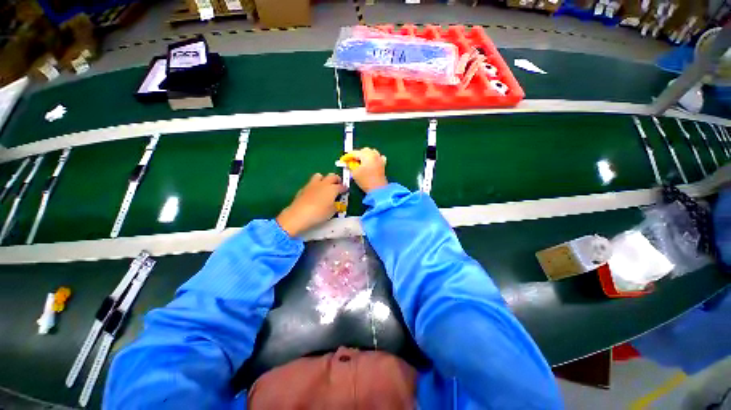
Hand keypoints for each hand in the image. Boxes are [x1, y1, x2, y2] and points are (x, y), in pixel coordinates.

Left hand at [276, 173, 346, 236]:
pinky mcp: (304, 188)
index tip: (346, 191)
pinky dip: (315, 186)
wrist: (298, 215)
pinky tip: (314, 194)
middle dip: (336, 180)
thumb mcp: (331, 212)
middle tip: (338, 185)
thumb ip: (335, 206)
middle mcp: (323, 183)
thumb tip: (335, 203)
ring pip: (320, 175)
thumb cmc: (319, 214)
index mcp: (332, 188)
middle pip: (332, 176)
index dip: (345, 188)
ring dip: (324, 179)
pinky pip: (311, 183)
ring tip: (325, 187)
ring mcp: (312, 184)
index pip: (341, 186)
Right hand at [349, 148, 387, 192]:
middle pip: (364, 150)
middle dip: (358, 155)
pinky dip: (374, 158)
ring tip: (361, 162)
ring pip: (372, 152)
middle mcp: (374, 154)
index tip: (343, 160)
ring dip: (366, 155)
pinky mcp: (383, 164)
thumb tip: (348, 163)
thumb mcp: (354, 173)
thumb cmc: (365, 181)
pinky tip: (371, 163)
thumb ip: (350, 166)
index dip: (348, 156)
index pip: (355, 152)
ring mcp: (380, 159)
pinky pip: (378, 157)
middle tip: (352, 162)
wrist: (378, 189)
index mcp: (366, 155)